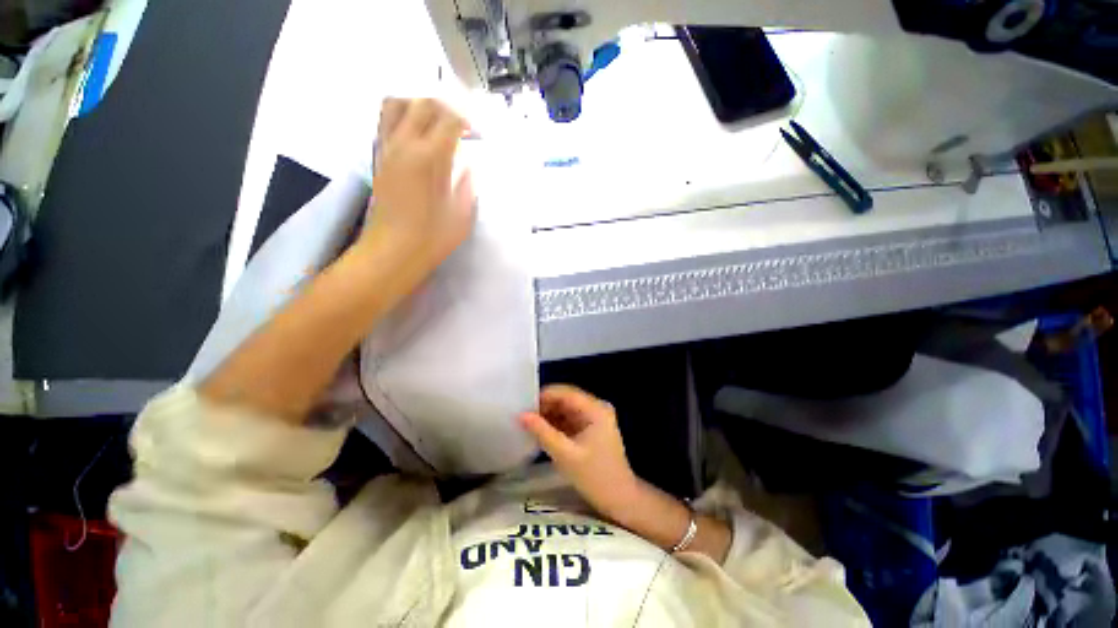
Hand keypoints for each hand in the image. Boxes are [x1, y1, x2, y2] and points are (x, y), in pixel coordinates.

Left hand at [364, 98, 475, 274]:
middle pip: (424, 103)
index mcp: (431, 157)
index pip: (450, 119)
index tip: (477, 135)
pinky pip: (386, 121)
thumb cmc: (433, 237)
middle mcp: (406, 144)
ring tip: (435, 124)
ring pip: (397, 104)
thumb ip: (467, 184)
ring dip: (419, 105)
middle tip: (460, 127)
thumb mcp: (462, 212)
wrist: (393, 251)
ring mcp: (387, 148)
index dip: (468, 121)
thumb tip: (466, 166)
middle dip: (446, 108)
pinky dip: (403, 117)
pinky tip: (417, 137)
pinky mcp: (378, 158)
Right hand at [518, 385, 638, 519]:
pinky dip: (556, 424)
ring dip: (549, 416)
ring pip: (566, 409)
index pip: (566, 392)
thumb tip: (521, 415)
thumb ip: (542, 432)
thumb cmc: (595, 477)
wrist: (619, 500)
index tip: (523, 405)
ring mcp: (595, 418)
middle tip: (523, 417)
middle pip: (566, 399)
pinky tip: (541, 432)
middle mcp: (597, 407)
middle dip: (545, 406)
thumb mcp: (565, 454)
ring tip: (528, 424)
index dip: (544, 396)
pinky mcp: (591, 429)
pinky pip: (570, 419)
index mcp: (595, 409)